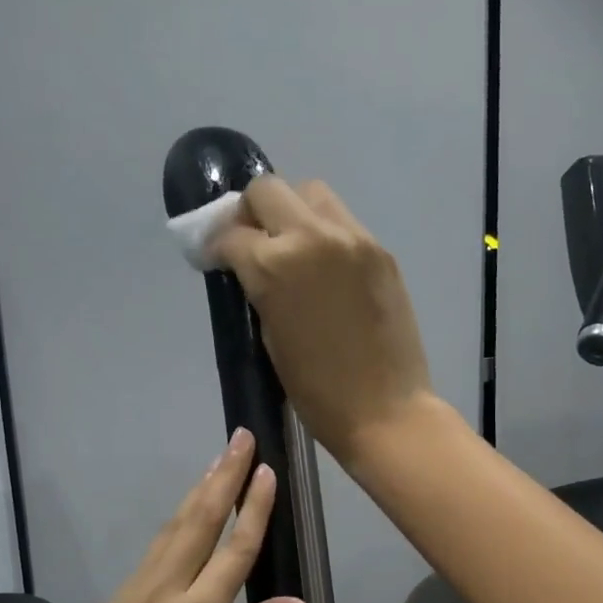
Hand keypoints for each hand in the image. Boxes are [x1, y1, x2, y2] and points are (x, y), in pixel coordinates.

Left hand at [32, 428, 310, 602]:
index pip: (234, 549)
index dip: (254, 507)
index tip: (267, 470)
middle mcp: (163, 591)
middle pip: (199, 521)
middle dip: (223, 476)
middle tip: (241, 437)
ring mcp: (134, 590)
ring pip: (172, 528)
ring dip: (198, 491)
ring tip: (219, 461)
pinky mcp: (116, 597)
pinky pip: (154, 549)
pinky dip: (176, 522)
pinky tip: (188, 511)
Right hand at [213, 176, 436, 470]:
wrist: (386, 411)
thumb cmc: (318, 393)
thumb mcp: (270, 339)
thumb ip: (259, 291)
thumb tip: (252, 269)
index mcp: (274, 267)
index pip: (231, 234)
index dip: (216, 246)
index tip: (217, 260)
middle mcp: (312, 237)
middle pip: (268, 190)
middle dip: (250, 213)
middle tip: (252, 242)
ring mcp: (353, 239)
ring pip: (311, 194)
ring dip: (292, 213)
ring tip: (293, 249)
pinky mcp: (381, 251)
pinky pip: (343, 222)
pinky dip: (325, 233)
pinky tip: (326, 268)